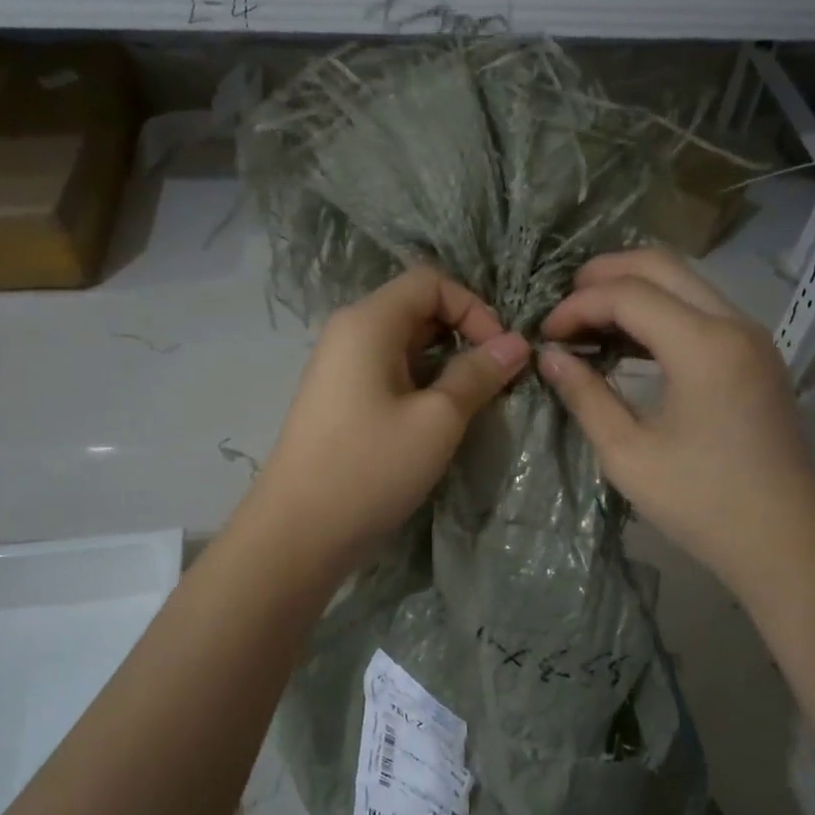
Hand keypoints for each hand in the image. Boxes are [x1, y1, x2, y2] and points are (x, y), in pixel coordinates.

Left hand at [245, 267, 529, 573]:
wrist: (298, 532)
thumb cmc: (370, 468)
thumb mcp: (437, 420)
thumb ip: (478, 374)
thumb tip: (516, 344)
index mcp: (368, 322)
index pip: (430, 282)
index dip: (474, 308)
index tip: (501, 353)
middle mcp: (349, 333)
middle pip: (417, 309)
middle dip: (463, 335)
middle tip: (496, 379)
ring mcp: (340, 368)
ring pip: (405, 345)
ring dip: (446, 363)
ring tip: (474, 401)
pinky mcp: (340, 400)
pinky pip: (389, 373)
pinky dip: (422, 384)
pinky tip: (439, 419)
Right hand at [538, 249, 814, 597]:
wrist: (785, 542)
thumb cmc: (702, 504)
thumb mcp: (628, 454)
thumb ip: (585, 396)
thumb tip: (550, 356)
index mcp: (704, 346)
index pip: (628, 294)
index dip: (578, 305)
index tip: (545, 335)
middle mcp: (734, 324)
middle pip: (662, 265)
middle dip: (604, 274)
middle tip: (562, 306)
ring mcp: (752, 337)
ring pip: (685, 282)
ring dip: (633, 290)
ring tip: (588, 322)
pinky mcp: (756, 356)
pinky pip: (702, 309)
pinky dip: (660, 311)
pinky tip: (629, 342)